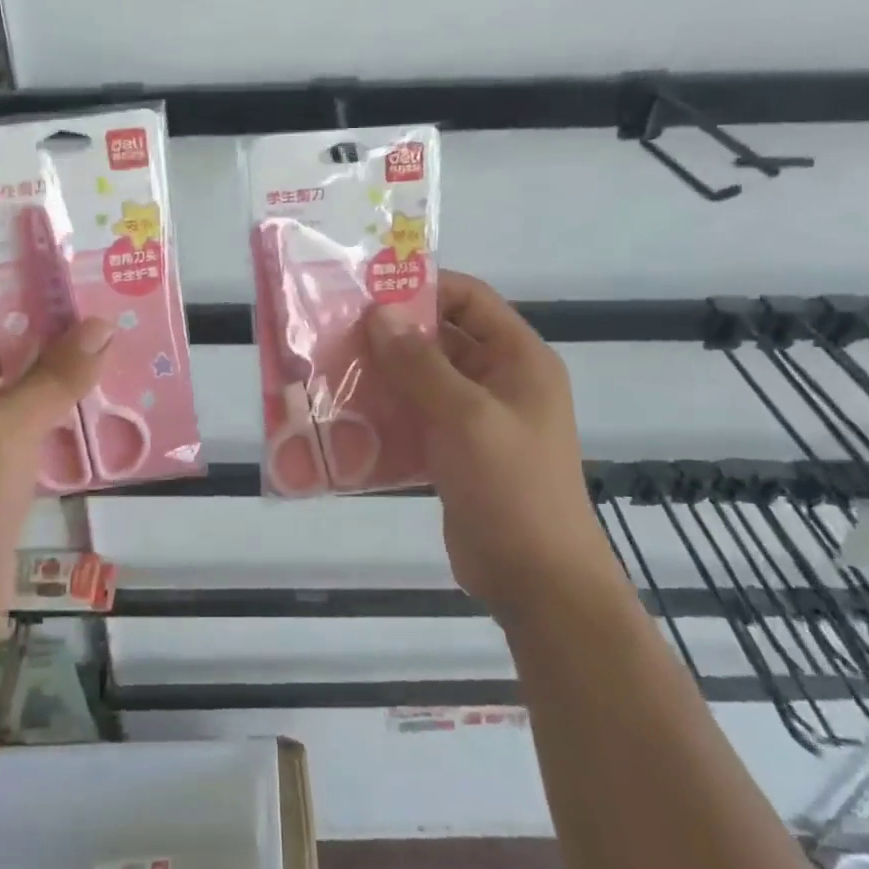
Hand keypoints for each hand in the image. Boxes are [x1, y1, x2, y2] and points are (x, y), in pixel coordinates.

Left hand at [0, 277, 112, 645]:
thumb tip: (103, 325)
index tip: (73, 264)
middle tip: (111, 301)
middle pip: (3, 336)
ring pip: (23, 377)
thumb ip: (57, 374)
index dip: (18, 277)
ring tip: (121, 341)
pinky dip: (65, 404)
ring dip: (66, 364)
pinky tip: (109, 395)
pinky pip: (32, 415)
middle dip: (54, 321)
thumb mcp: (7, 426)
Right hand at [366, 272, 610, 619]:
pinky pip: (416, 416)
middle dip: (393, 333)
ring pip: (424, 379)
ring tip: (332, 368)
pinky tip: (346, 414)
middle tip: (337, 329)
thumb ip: (420, 363)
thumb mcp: (465, 417)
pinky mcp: (455, 451)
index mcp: (519, 360)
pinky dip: (386, 411)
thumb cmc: (510, 486)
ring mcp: (477, 419)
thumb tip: (379, 313)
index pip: (471, 299)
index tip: (369, 290)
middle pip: (442, 338)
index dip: (424, 288)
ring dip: (384, 373)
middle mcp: (500, 381)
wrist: (535, 579)